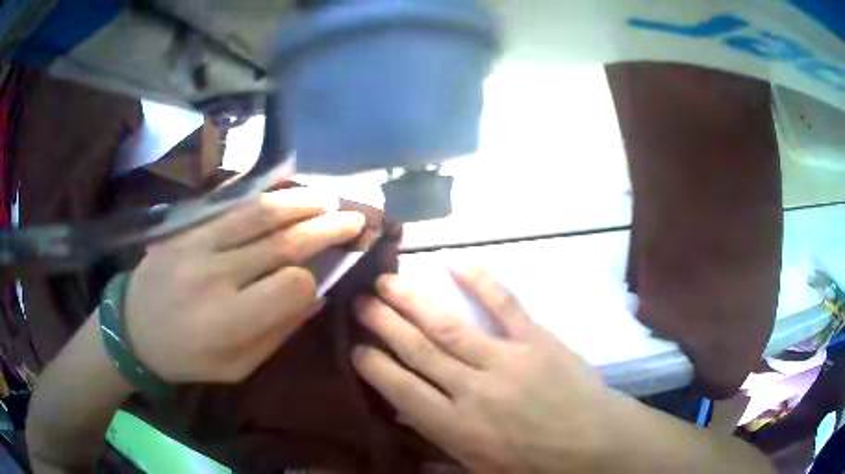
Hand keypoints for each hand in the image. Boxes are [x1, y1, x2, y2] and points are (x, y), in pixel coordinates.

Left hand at [126, 187, 365, 383]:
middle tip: (355, 218)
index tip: (318, 280)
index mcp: (229, 321)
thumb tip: (315, 296)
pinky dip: (265, 199)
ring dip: (300, 203)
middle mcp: (216, 276)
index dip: (312, 279)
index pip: (289, 285)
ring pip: (259, 215)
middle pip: (281, 243)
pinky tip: (286, 194)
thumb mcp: (236, 367)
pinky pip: (232, 208)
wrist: (131, 329)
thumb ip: (277, 333)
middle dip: (325, 228)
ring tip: (328, 198)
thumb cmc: (186, 358)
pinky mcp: (186, 229)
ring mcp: (198, 245)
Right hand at [352, 269, 625, 472]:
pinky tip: (457, 262)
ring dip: (413, 302)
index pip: (400, 389)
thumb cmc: (535, 466)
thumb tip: (405, 431)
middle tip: (360, 301)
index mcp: (455, 426)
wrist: (593, 445)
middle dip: (383, 323)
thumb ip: (438, 453)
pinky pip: (506, 305)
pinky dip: (482, 281)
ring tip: (386, 281)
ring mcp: (505, 359)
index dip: (373, 366)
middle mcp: (471, 389)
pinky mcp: (536, 339)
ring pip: (448, 326)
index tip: (355, 347)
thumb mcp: (479, 471)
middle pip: (417, 350)